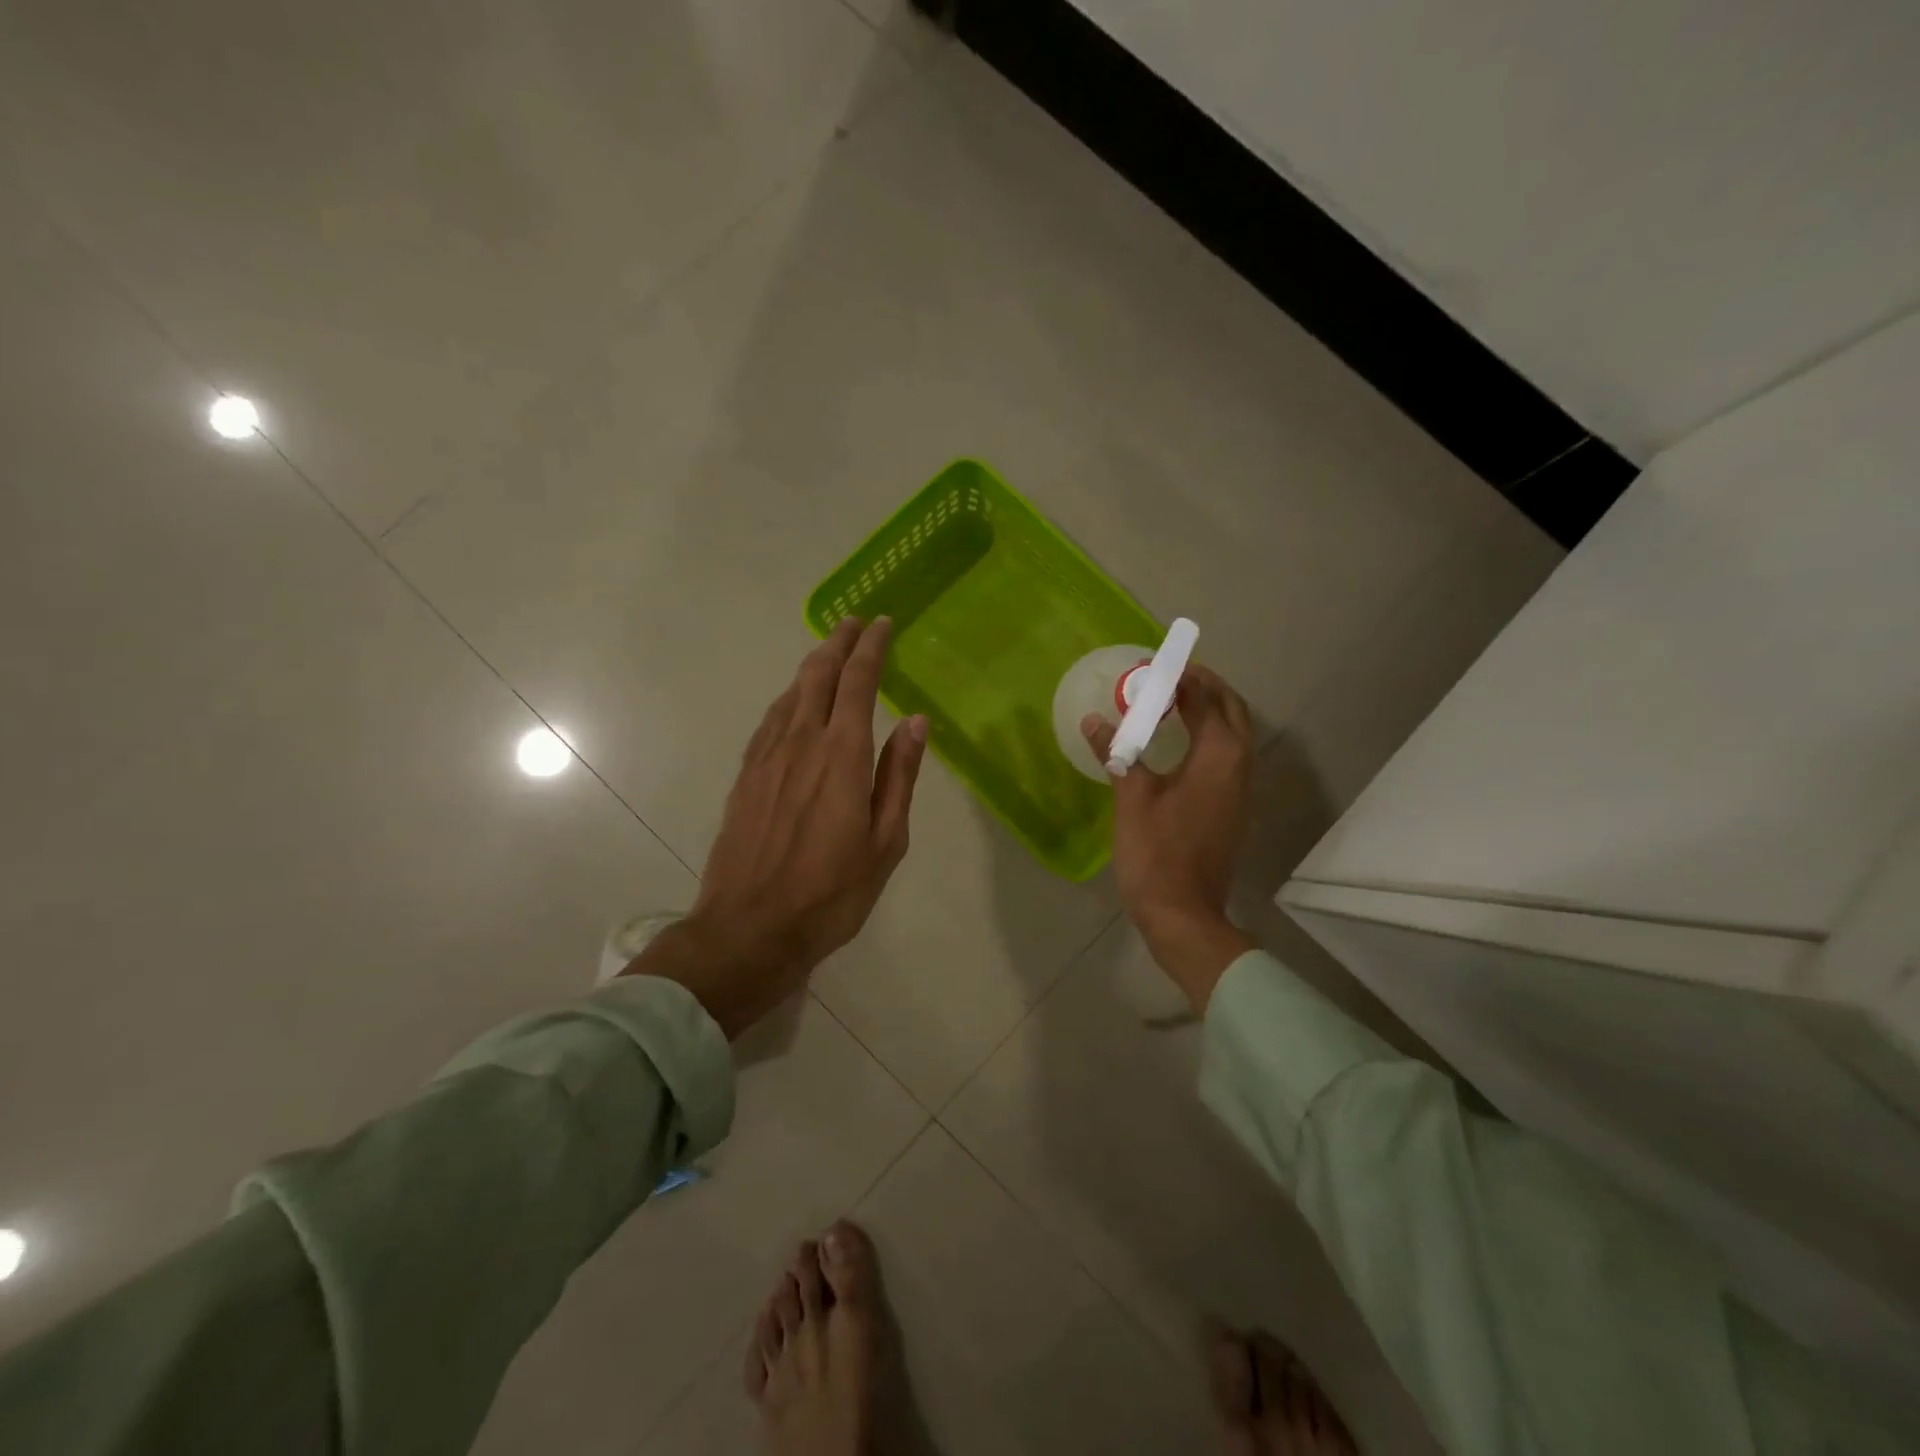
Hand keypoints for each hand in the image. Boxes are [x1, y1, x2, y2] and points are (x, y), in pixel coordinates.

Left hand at [627, 618, 926, 1037]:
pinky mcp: (745, 776)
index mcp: (841, 755)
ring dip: (812, 665)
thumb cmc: (831, 893)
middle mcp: (800, 743)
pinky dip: (789, 698)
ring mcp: (766, 757)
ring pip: (790, 693)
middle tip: (855, 622)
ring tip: (828, 652)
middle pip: (817, 675)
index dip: (871, 648)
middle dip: (838, 642)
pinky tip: (794, 702)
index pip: (857, 682)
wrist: (749, 928)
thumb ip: (898, 776)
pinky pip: (770, 720)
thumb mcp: (885, 841)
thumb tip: (916, 721)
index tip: (883, 624)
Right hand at [1083, 662, 1256, 1010]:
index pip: (1206, 699)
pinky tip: (1180, 741)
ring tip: (1174, 700)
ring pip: (1235, 733)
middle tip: (1170, 676)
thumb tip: (1094, 720)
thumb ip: (1117, 752)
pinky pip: (1228, 754)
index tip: (1155, 664)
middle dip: (1205, 687)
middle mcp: (1239, 765)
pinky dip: (1210, 735)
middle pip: (1231, 710)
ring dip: (1210, 710)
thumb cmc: (1156, 853)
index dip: (1183, 677)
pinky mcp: (1233, 806)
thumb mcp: (1131, 798)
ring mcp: (1240, 788)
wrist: (1184, 914)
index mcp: (1218, 756)